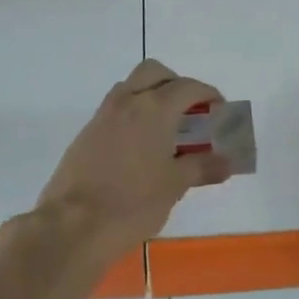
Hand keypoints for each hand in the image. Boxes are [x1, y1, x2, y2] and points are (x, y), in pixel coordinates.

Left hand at [29, 59, 231, 266]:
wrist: (72, 225)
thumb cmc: (133, 203)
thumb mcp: (175, 186)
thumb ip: (202, 167)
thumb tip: (226, 162)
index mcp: (154, 109)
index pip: (188, 87)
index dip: (208, 94)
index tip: (220, 110)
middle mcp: (127, 102)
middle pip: (154, 72)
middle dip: (175, 84)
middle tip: (189, 111)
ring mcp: (102, 116)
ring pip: (130, 88)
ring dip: (151, 96)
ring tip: (167, 129)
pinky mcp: (85, 135)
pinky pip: (115, 111)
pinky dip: (133, 116)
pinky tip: (141, 148)